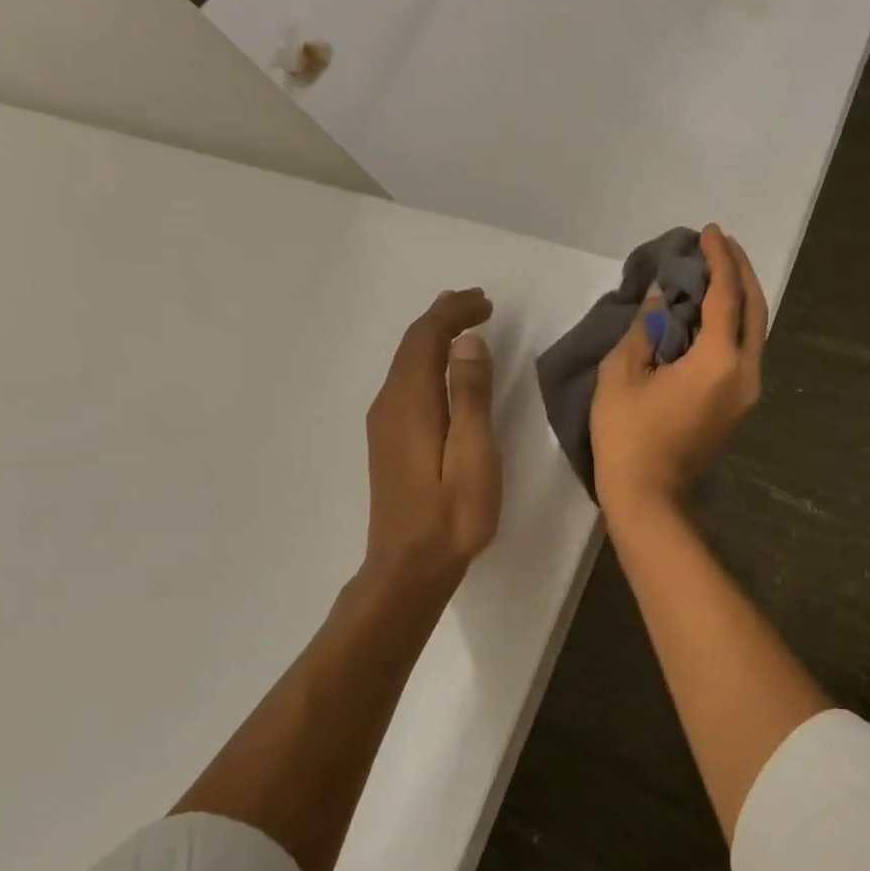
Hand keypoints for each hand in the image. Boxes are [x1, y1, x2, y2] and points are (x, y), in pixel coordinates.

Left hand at [362, 288, 502, 597]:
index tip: (485, 302)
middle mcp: (389, 403)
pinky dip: (427, 360)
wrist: (408, 567)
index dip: (453, 312)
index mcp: (411, 402)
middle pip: (412, 344)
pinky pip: (406, 381)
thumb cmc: (451, 514)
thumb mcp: (474, 454)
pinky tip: (445, 368)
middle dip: (443, 317)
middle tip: (477, 302)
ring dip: (434, 336)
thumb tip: (467, 342)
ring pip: (407, 361)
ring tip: (464, 323)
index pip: (426, 337)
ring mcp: (384, 422)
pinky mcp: (388, 439)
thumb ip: (470, 395)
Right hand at [591, 226, 767, 518]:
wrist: (649, 497)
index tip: (708, 232)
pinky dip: (735, 322)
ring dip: (741, 296)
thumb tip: (660, 296)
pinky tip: (714, 311)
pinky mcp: (739, 405)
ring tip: (720, 270)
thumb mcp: (622, 374)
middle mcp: (745, 371)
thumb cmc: (628, 436)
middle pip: (755, 308)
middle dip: (740, 270)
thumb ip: (645, 328)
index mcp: (718, 360)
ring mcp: (747, 391)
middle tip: (721, 243)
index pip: (726, 295)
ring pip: (755, 330)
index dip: (718, 259)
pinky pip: (745, 349)